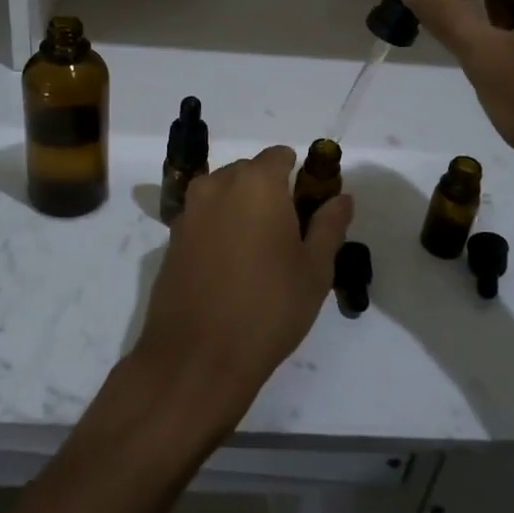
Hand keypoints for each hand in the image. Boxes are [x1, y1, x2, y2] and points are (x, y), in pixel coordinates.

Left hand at [130, 146, 352, 434]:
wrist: (197, 356)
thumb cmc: (268, 307)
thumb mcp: (314, 269)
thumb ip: (329, 225)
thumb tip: (342, 198)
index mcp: (256, 182)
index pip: (280, 156)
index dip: (299, 177)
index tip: (309, 211)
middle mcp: (217, 185)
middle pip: (250, 172)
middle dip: (270, 193)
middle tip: (288, 237)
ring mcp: (189, 211)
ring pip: (224, 194)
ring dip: (242, 210)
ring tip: (259, 256)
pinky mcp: (172, 238)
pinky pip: (204, 218)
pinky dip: (220, 229)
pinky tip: (230, 268)